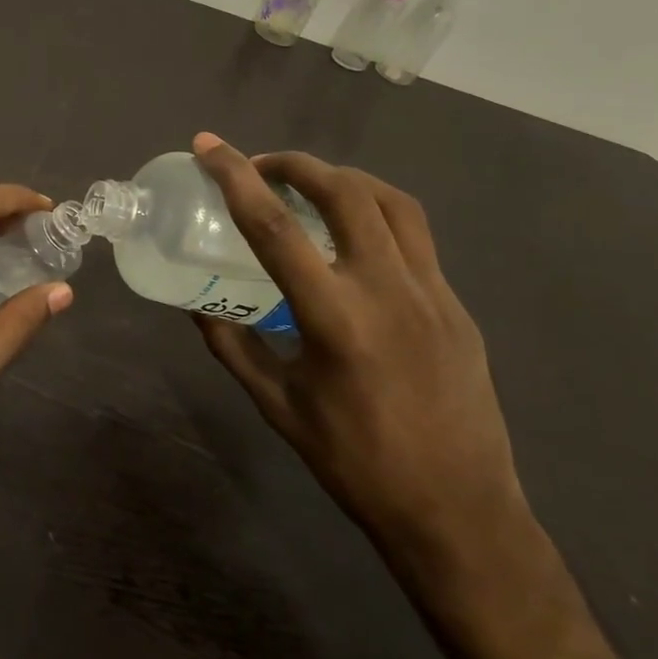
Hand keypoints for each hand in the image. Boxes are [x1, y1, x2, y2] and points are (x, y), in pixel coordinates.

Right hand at [188, 132, 528, 568]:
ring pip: (392, 202)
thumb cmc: (355, 463)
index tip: (209, 147)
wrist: (459, 512)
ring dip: (343, 179)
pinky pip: (415, 236)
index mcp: (336, 319)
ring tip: (309, 186)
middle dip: (296, 164)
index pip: (275, 229)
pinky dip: (376, 212)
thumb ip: (232, 345)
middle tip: (261, 166)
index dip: (236, 179)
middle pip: (345, 193)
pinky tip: (353, 237)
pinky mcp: (457, 305)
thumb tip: (198, 303)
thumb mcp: (276, 405)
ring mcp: (433, 294)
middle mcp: (388, 291)